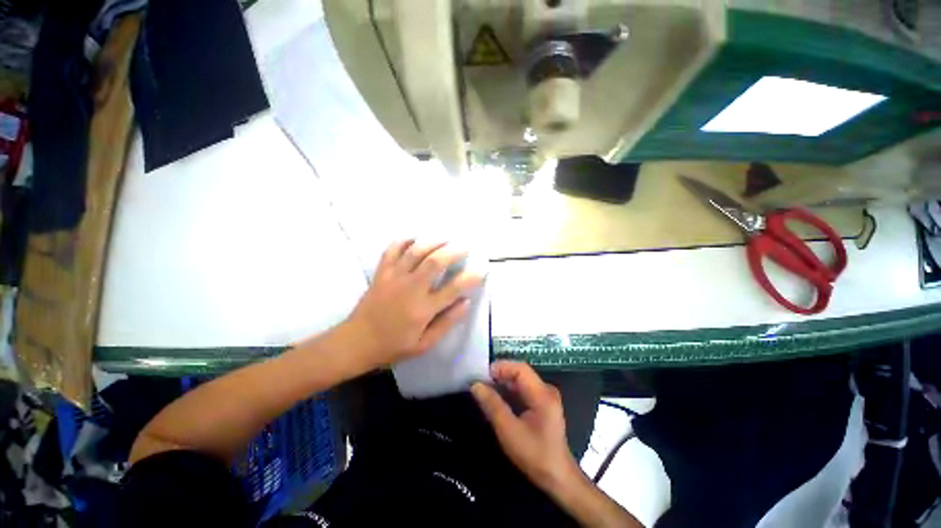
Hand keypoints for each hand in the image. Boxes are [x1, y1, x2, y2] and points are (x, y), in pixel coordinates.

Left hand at [346, 240, 483, 367]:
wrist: (356, 342)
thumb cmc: (393, 346)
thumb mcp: (424, 344)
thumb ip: (447, 322)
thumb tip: (466, 302)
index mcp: (423, 309)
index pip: (453, 289)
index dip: (471, 278)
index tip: (482, 270)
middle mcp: (410, 289)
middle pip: (434, 261)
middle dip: (453, 250)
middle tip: (464, 246)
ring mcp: (393, 277)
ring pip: (415, 251)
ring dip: (433, 241)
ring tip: (445, 239)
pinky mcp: (381, 273)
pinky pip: (392, 250)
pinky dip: (404, 241)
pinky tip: (415, 238)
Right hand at [471, 361, 581, 492]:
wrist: (558, 478)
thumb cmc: (535, 455)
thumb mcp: (509, 431)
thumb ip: (493, 405)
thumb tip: (475, 385)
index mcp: (542, 393)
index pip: (520, 368)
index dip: (501, 367)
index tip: (481, 375)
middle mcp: (546, 390)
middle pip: (520, 373)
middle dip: (499, 375)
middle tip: (480, 382)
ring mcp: (545, 397)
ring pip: (520, 382)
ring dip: (503, 384)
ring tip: (484, 389)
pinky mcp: (542, 405)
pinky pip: (523, 391)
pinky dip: (509, 393)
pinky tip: (497, 400)